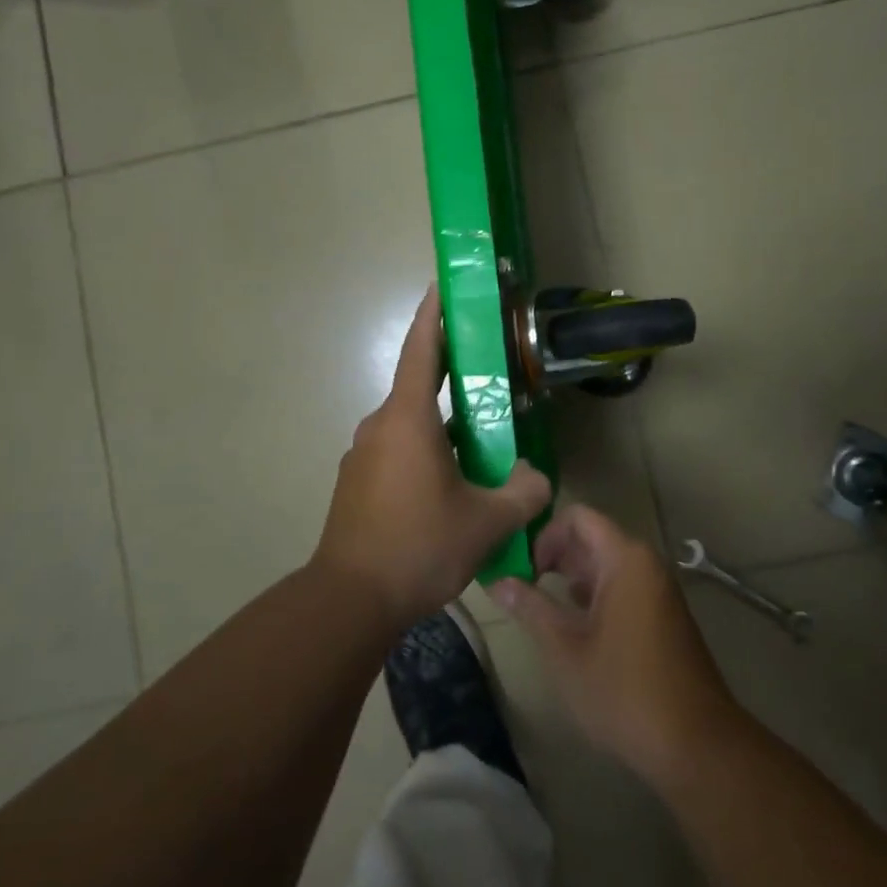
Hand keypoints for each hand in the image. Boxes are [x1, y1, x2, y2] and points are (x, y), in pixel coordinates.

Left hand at [314, 286, 552, 629]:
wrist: (349, 600)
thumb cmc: (418, 546)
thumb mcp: (486, 522)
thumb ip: (524, 492)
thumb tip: (537, 477)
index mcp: (407, 419)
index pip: (421, 350)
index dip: (434, 315)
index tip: (442, 286)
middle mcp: (379, 426)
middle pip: (419, 387)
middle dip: (453, 377)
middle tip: (490, 376)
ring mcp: (362, 455)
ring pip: (410, 426)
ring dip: (442, 426)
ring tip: (480, 445)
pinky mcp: (356, 483)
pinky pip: (396, 452)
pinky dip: (424, 453)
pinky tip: (448, 487)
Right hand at [488, 505, 740, 783]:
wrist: (696, 744)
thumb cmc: (624, 691)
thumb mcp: (565, 649)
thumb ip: (530, 608)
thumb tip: (497, 581)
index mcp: (625, 559)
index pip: (577, 517)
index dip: (544, 535)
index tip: (522, 570)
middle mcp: (645, 563)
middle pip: (592, 537)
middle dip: (554, 556)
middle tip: (522, 587)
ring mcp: (658, 589)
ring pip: (606, 563)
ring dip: (572, 577)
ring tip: (541, 606)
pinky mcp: (663, 614)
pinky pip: (622, 585)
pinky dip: (594, 594)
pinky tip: (575, 626)